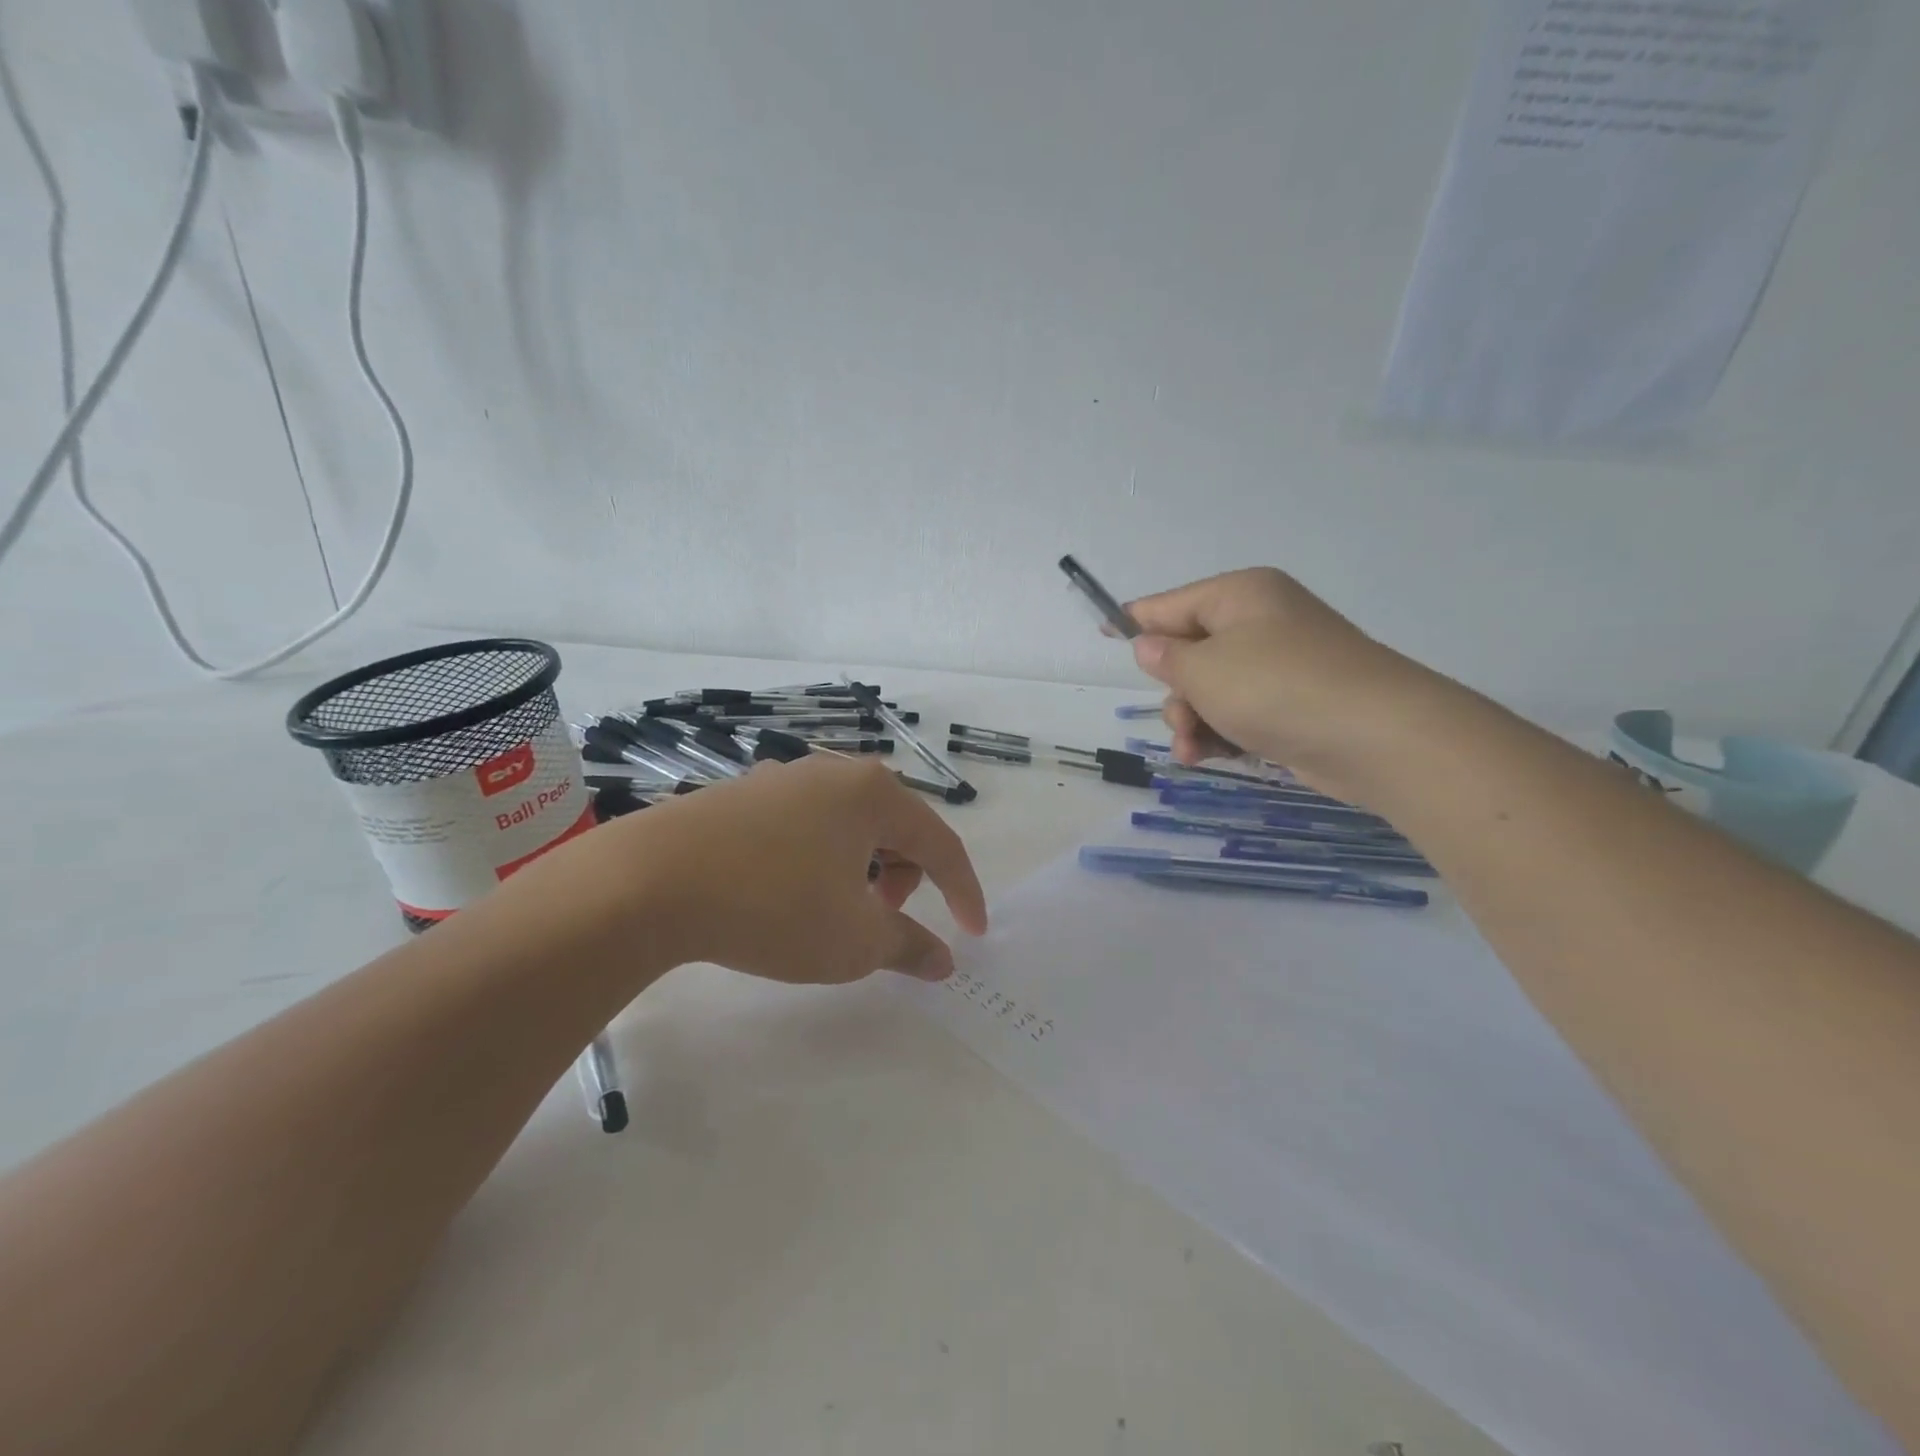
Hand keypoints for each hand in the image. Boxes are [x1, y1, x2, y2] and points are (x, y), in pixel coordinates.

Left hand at [616, 756, 988, 983]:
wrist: (649, 881)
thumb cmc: (773, 906)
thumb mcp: (854, 940)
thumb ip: (909, 946)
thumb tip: (943, 960)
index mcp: (874, 794)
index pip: (941, 844)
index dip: (964, 892)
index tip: (973, 933)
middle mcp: (835, 772)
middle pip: (896, 828)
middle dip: (905, 878)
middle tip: (881, 920)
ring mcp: (785, 777)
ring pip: (850, 825)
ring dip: (862, 869)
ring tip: (834, 910)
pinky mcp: (744, 793)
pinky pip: (807, 825)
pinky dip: (821, 859)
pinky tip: (788, 891)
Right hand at [1124, 567, 1427, 796]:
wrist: (1376, 736)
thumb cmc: (1277, 687)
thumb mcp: (1204, 670)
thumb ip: (1166, 657)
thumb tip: (1151, 645)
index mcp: (1239, 596)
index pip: (1170, 604)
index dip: (1134, 620)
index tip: (1102, 632)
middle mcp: (1261, 623)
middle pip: (1191, 652)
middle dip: (1176, 693)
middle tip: (1181, 720)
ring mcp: (1281, 664)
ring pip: (1212, 690)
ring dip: (1193, 722)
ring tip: (1194, 751)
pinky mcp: (1294, 703)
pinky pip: (1240, 712)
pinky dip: (1221, 734)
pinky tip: (1212, 758)